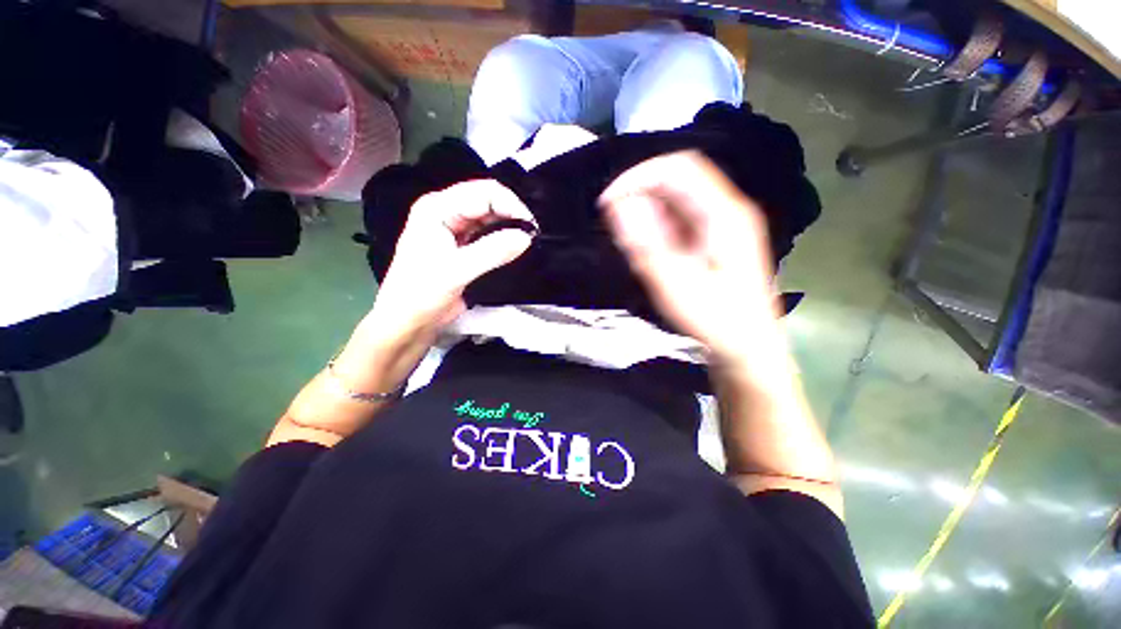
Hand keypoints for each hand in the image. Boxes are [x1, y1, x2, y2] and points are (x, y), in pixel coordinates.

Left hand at [369, 179, 535, 342]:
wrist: (409, 321)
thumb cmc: (420, 294)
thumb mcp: (456, 271)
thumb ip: (492, 252)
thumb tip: (525, 238)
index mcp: (437, 208)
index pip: (483, 193)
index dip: (510, 205)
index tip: (530, 228)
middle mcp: (446, 212)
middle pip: (488, 201)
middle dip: (512, 215)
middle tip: (531, 235)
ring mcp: (455, 229)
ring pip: (490, 218)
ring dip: (509, 227)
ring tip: (526, 242)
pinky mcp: (463, 246)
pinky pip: (489, 235)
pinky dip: (504, 239)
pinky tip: (514, 248)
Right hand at [599, 151, 778, 365]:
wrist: (747, 349)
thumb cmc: (715, 322)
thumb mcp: (675, 286)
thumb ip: (647, 244)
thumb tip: (620, 205)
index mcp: (724, 215)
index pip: (679, 168)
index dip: (638, 176)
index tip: (608, 202)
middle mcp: (727, 210)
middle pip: (678, 179)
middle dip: (640, 193)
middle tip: (614, 223)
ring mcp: (723, 223)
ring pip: (678, 198)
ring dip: (647, 211)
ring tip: (630, 240)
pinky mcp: (715, 238)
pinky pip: (681, 218)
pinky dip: (657, 225)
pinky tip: (649, 248)